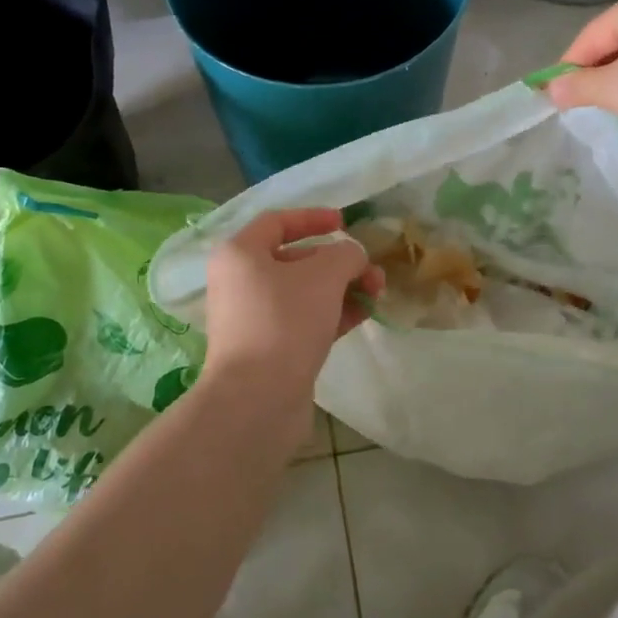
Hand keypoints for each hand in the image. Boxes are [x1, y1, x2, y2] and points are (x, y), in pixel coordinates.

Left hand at [202, 209, 383, 398]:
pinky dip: (333, 313)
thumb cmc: (285, 321)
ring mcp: (254, 318)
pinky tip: (364, 314)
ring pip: (304, 292)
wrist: (257, 400)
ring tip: (377, 293)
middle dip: (338, 262)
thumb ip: (345, 255)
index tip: (346, 223)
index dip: (313, 218)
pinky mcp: (269, 349)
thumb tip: (352, 257)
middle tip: (372, 271)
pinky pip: (304, 320)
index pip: (277, 222)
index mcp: (240, 254)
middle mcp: (240, 282)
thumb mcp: (324, 275)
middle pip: (295, 259)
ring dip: (342, 288)